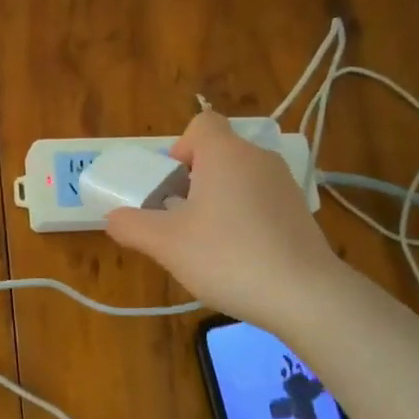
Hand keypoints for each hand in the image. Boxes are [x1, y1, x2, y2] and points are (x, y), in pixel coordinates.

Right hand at [104, 112, 338, 331]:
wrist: (305, 295)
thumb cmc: (227, 257)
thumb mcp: (165, 244)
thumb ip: (131, 225)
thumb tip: (113, 218)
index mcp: (225, 153)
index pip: (201, 123)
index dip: (180, 147)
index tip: (172, 184)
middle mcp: (258, 158)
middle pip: (219, 153)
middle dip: (194, 180)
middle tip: (180, 219)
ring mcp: (284, 184)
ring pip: (240, 178)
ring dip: (219, 200)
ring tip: (208, 242)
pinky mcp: (301, 212)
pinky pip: (261, 201)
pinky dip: (245, 217)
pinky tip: (240, 256)